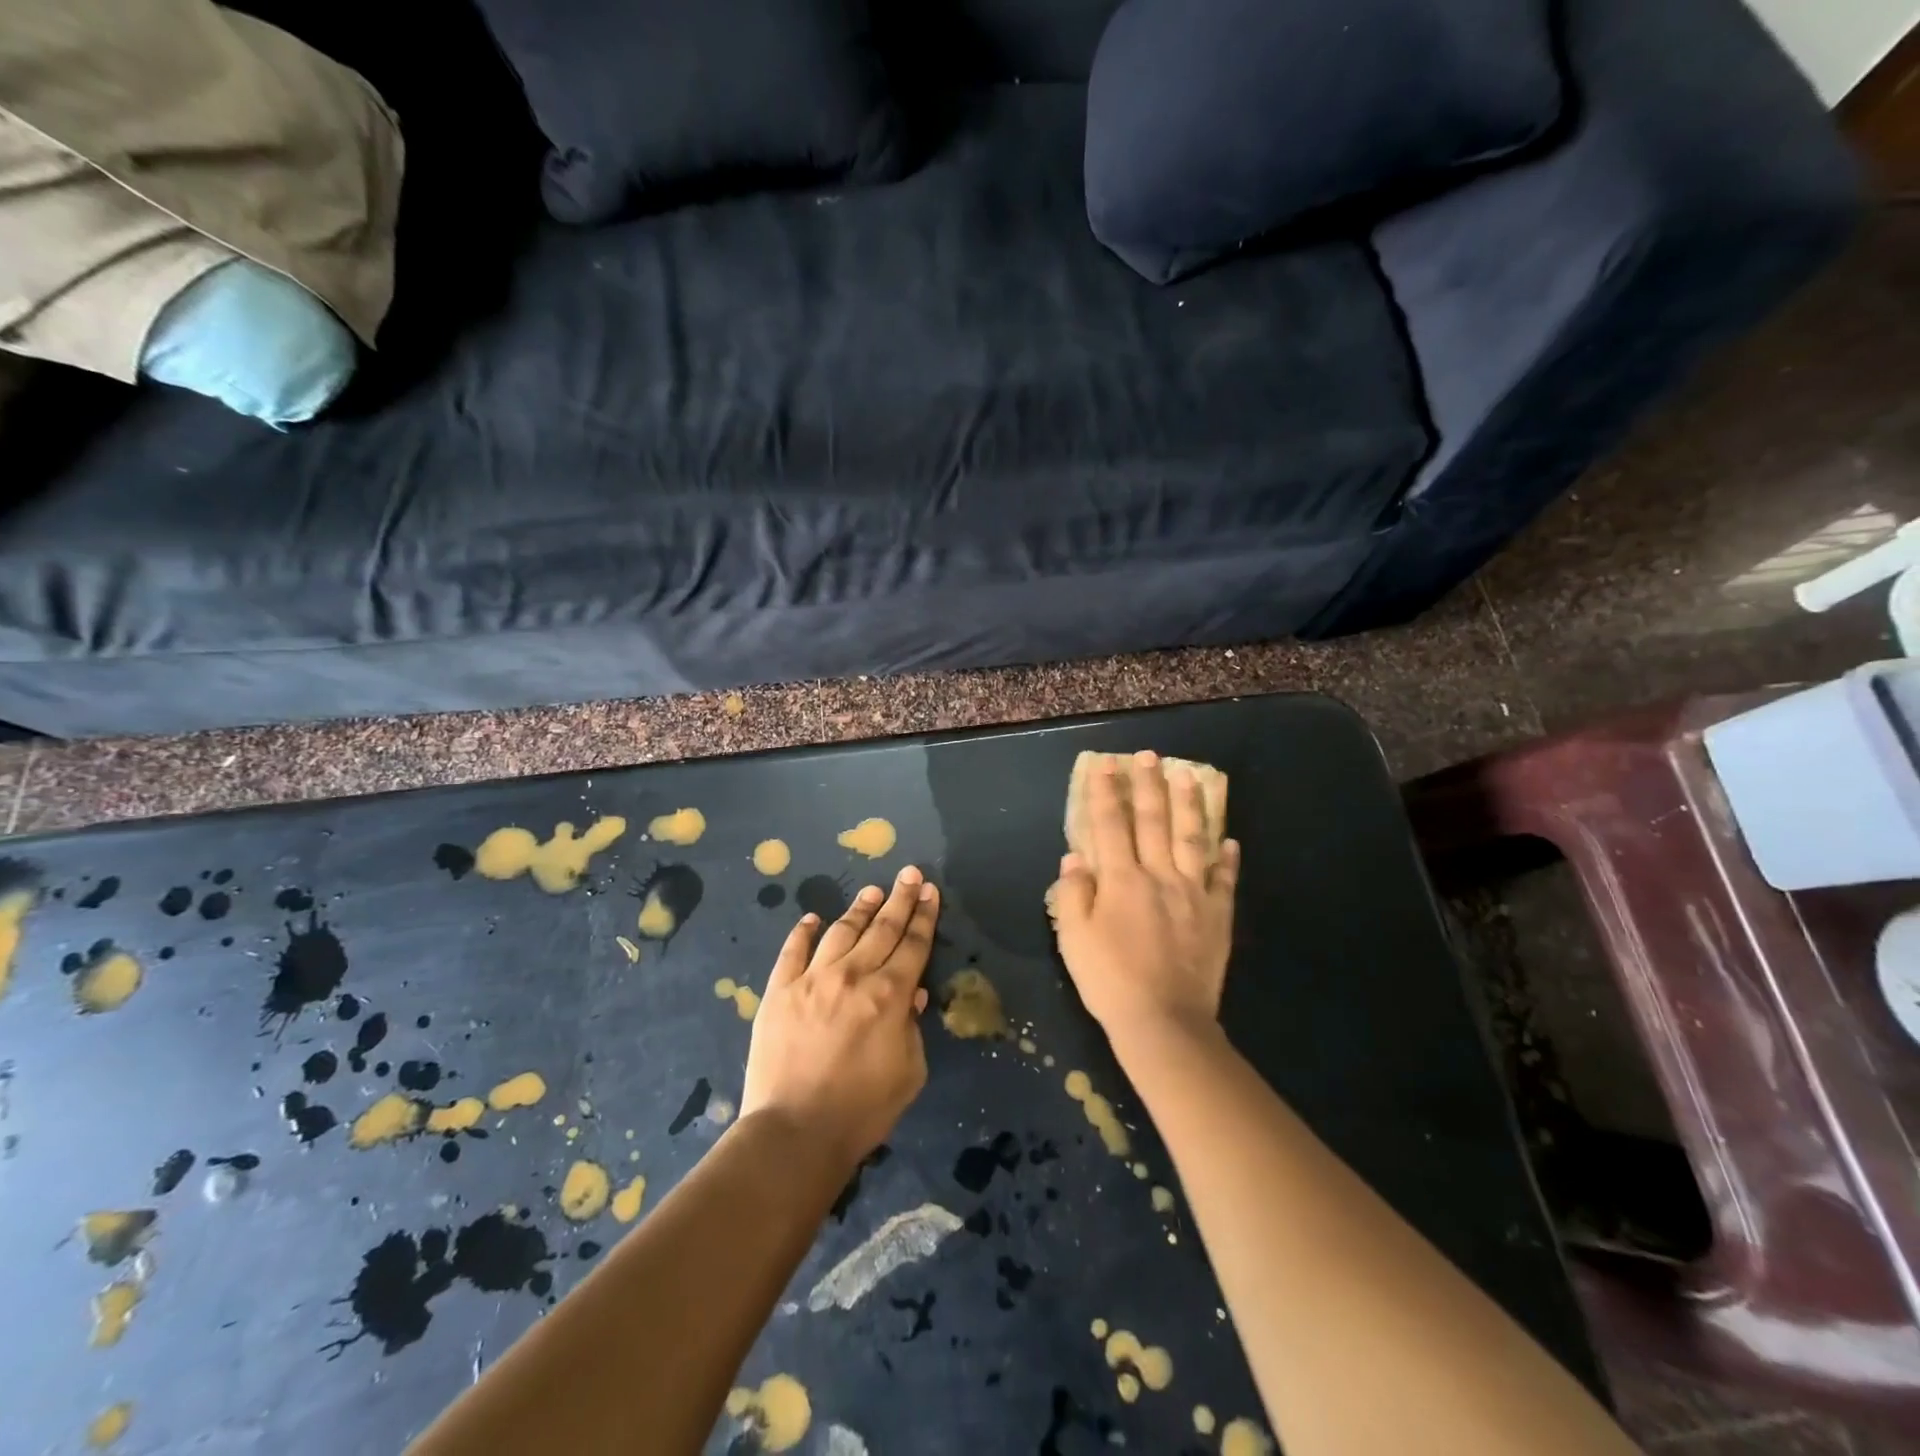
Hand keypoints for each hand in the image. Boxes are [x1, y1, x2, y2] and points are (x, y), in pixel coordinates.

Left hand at [740, 865, 939, 1170]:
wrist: (795, 1132)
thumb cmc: (862, 1110)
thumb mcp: (909, 1073)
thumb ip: (912, 1028)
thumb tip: (911, 995)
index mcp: (890, 995)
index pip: (914, 944)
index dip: (924, 915)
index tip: (930, 890)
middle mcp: (853, 975)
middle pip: (882, 928)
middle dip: (900, 898)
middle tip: (910, 874)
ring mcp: (812, 979)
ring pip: (841, 931)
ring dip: (859, 909)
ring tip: (872, 891)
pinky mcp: (779, 991)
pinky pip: (793, 951)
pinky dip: (803, 932)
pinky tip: (812, 918)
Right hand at [1049, 752, 1239, 1048]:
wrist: (1164, 1022)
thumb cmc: (1110, 980)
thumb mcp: (1073, 939)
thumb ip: (1072, 894)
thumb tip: (1075, 858)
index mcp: (1121, 880)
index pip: (1110, 824)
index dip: (1105, 792)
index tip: (1105, 765)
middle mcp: (1159, 876)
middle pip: (1153, 821)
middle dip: (1148, 785)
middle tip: (1149, 755)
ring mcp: (1193, 894)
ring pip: (1192, 839)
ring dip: (1189, 805)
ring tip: (1188, 776)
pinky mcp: (1217, 916)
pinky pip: (1224, 880)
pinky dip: (1227, 858)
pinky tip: (1229, 840)